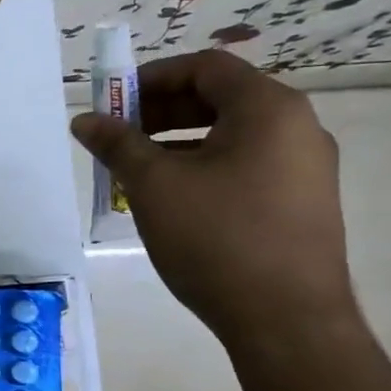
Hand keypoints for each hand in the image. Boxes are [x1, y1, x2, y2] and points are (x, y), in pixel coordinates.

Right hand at [71, 49, 357, 346]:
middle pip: (220, 98)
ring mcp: (306, 168)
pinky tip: (172, 199)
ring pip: (232, 135)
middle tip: (118, 135)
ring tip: (136, 170)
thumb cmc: (217, 238)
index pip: (205, 68)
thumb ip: (117, 144)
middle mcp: (298, 128)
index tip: (114, 101)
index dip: (152, 77)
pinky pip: (246, 165)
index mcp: (269, 109)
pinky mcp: (302, 203)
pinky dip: (204, 167)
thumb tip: (85, 120)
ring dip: (178, 141)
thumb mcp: (154, 186)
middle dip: (161, 111)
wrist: (287, 322)